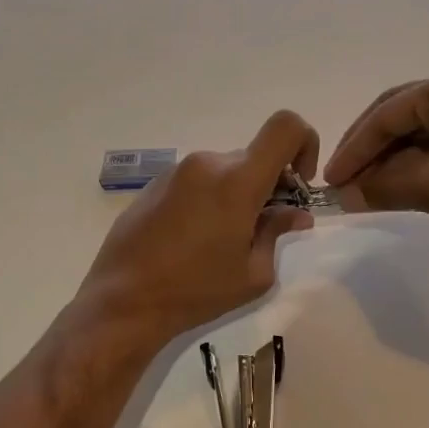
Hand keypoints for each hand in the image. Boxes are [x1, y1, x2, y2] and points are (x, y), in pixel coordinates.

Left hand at [76, 110, 319, 347]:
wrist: (123, 300)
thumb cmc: (196, 291)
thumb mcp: (253, 273)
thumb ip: (278, 233)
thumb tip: (294, 214)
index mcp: (238, 179)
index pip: (286, 127)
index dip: (305, 145)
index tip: (298, 186)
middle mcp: (207, 163)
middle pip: (254, 157)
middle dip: (270, 185)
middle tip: (262, 228)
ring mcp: (176, 171)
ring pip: (225, 170)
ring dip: (237, 194)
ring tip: (223, 240)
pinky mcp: (154, 184)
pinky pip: (197, 180)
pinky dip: (209, 199)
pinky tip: (194, 239)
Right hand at [324, 64, 428, 244]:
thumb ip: (381, 186)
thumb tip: (344, 196)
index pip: (385, 115)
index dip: (353, 149)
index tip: (329, 181)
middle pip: (401, 115)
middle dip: (370, 150)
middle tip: (345, 183)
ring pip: (423, 128)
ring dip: (395, 158)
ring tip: (372, 188)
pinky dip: (421, 160)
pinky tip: (407, 182)